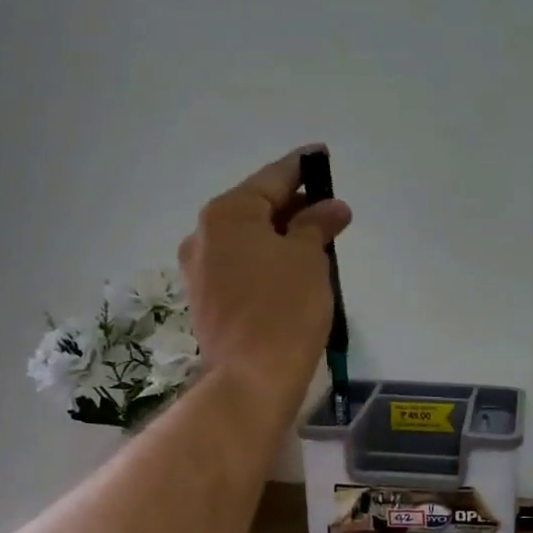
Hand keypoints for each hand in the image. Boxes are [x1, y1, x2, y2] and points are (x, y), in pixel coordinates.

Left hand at [179, 146, 351, 404]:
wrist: (251, 376)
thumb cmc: (285, 307)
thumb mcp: (309, 258)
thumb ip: (317, 224)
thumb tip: (331, 207)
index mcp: (227, 214)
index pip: (272, 178)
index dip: (301, 167)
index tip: (320, 156)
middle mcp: (204, 235)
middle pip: (256, 208)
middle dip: (294, 206)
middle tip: (329, 208)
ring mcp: (200, 270)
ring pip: (248, 240)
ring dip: (281, 236)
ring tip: (316, 241)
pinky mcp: (207, 300)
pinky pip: (241, 266)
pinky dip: (267, 261)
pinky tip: (292, 271)